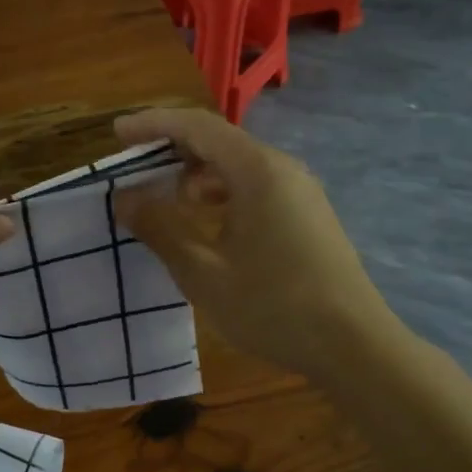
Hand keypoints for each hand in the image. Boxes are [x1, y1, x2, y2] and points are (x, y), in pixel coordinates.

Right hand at [112, 109, 388, 381]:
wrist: (354, 346)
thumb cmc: (272, 306)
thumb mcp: (203, 272)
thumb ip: (160, 229)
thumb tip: (125, 198)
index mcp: (257, 171)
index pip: (197, 127)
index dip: (153, 125)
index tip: (117, 134)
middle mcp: (282, 170)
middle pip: (219, 142)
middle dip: (172, 151)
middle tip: (134, 171)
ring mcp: (300, 193)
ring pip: (237, 168)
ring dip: (196, 177)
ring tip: (166, 204)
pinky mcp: (307, 216)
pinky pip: (255, 189)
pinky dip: (221, 196)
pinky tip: (206, 226)